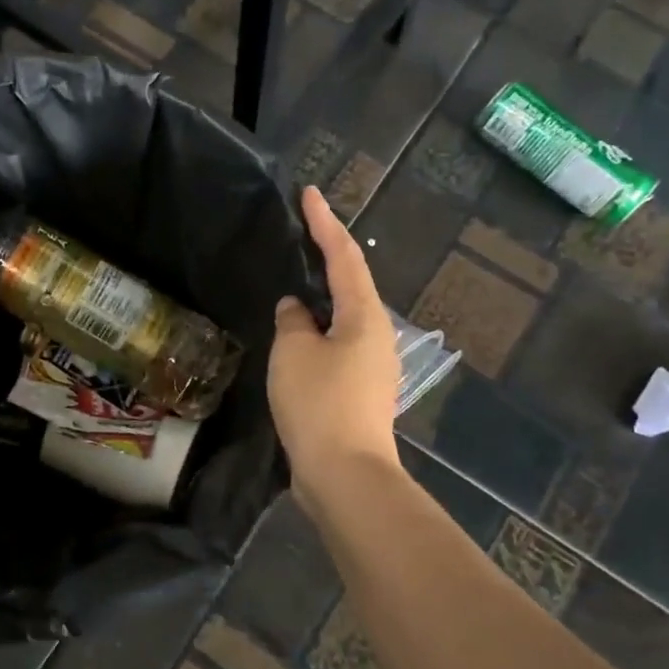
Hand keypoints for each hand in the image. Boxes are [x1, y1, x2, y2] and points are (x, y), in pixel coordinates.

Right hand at [269, 185, 399, 505]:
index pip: (343, 256)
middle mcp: (375, 335)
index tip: (309, 193)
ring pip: (343, 319)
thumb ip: (293, 320)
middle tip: (302, 234)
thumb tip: (297, 309)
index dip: (324, 222)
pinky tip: (297, 338)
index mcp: (364, 316)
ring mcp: (370, 367)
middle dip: (327, 257)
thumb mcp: (294, 351)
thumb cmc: (320, 402)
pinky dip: (316, 333)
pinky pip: (335, 348)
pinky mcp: (358, 393)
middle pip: (351, 285)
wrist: (344, 474)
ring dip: (321, 300)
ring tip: (295, 285)